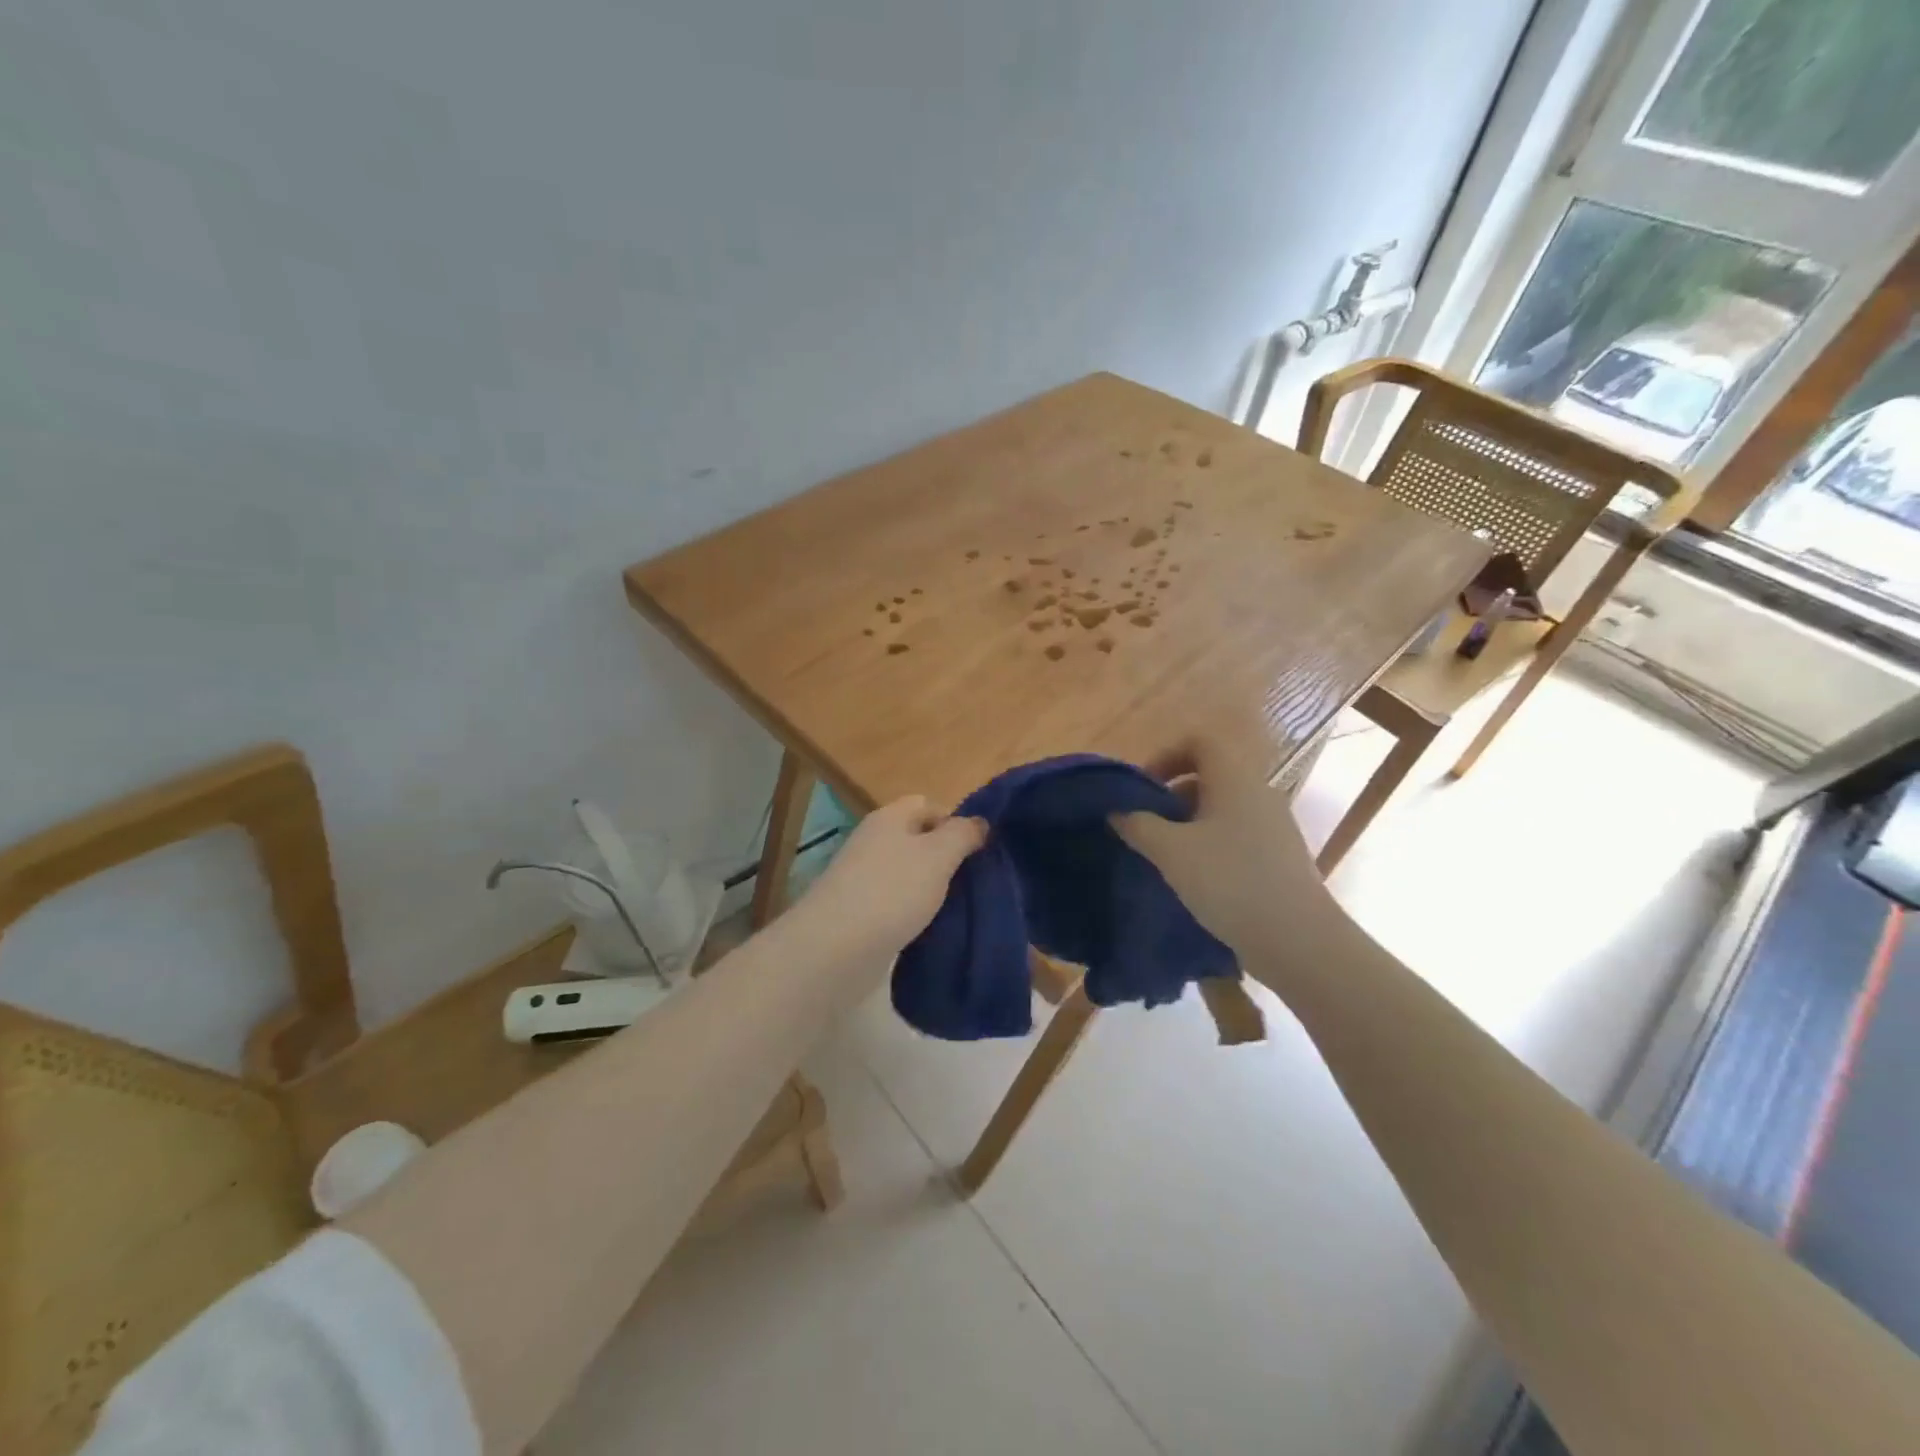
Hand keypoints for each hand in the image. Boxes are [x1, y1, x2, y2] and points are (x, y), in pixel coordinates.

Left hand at [797, 796, 986, 960]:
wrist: (834, 949)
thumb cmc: (892, 891)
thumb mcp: (938, 856)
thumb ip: (962, 834)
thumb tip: (979, 822)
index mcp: (889, 818)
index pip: (928, 804)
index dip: (955, 821)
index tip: (977, 850)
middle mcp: (873, 842)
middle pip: (918, 840)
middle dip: (946, 858)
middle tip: (973, 881)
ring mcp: (862, 878)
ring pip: (908, 873)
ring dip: (931, 888)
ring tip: (958, 908)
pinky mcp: (859, 912)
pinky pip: (896, 903)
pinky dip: (913, 912)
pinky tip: (930, 928)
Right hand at [1110, 738, 1338, 973]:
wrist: (1298, 941)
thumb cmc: (1230, 882)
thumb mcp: (1171, 851)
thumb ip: (1138, 825)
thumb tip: (1116, 810)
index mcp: (1235, 779)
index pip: (1199, 741)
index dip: (1166, 755)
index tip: (1142, 787)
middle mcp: (1258, 793)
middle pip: (1208, 774)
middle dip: (1171, 794)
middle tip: (1145, 823)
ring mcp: (1273, 826)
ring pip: (1221, 807)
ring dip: (1187, 822)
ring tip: (1164, 854)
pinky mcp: (1277, 856)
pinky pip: (1235, 834)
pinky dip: (1209, 843)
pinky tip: (1193, 877)